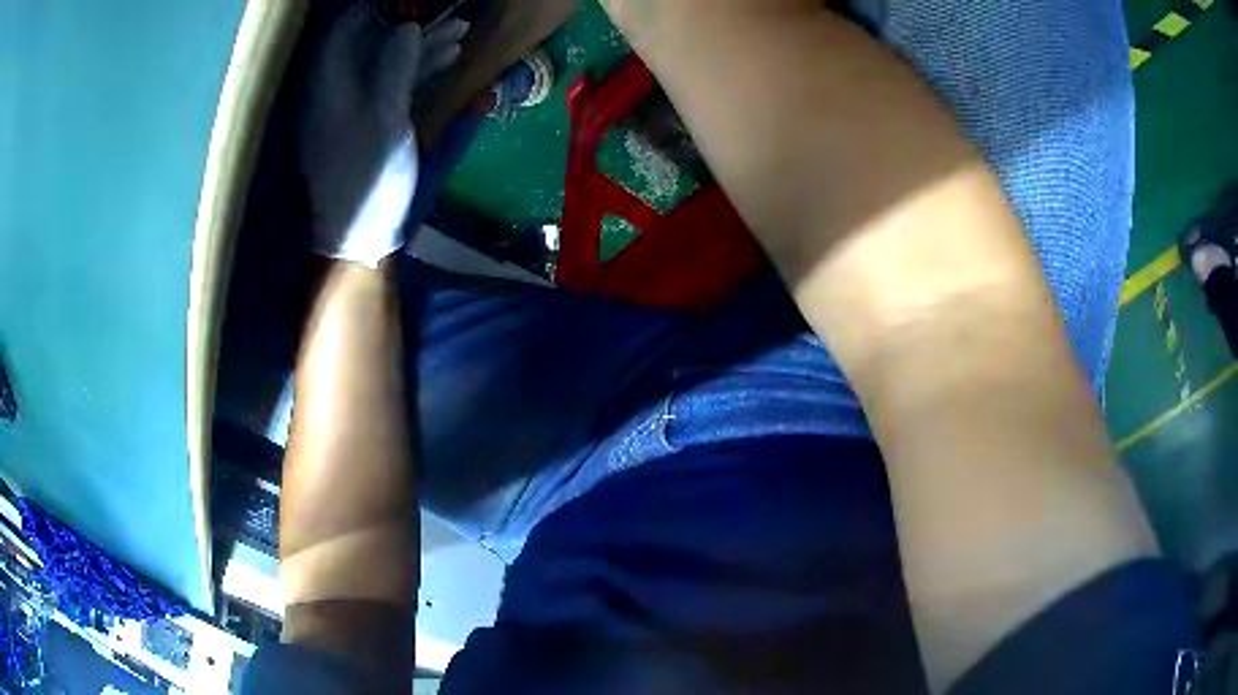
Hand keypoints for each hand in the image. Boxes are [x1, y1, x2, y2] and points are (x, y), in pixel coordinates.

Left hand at [300, 5, 467, 266]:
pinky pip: (394, 83)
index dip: (370, 9)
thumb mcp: (385, 120)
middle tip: (445, 9)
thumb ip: (395, 68)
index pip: (343, 32)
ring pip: (386, 62)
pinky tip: (448, 55)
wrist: (361, 233)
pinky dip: (419, 68)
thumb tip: (407, 26)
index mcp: (328, 89)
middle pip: (368, 44)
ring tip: (460, 28)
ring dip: (422, 45)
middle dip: (407, 23)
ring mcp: (354, 106)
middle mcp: (336, 92)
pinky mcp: (371, 120)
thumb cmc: (368, 178)